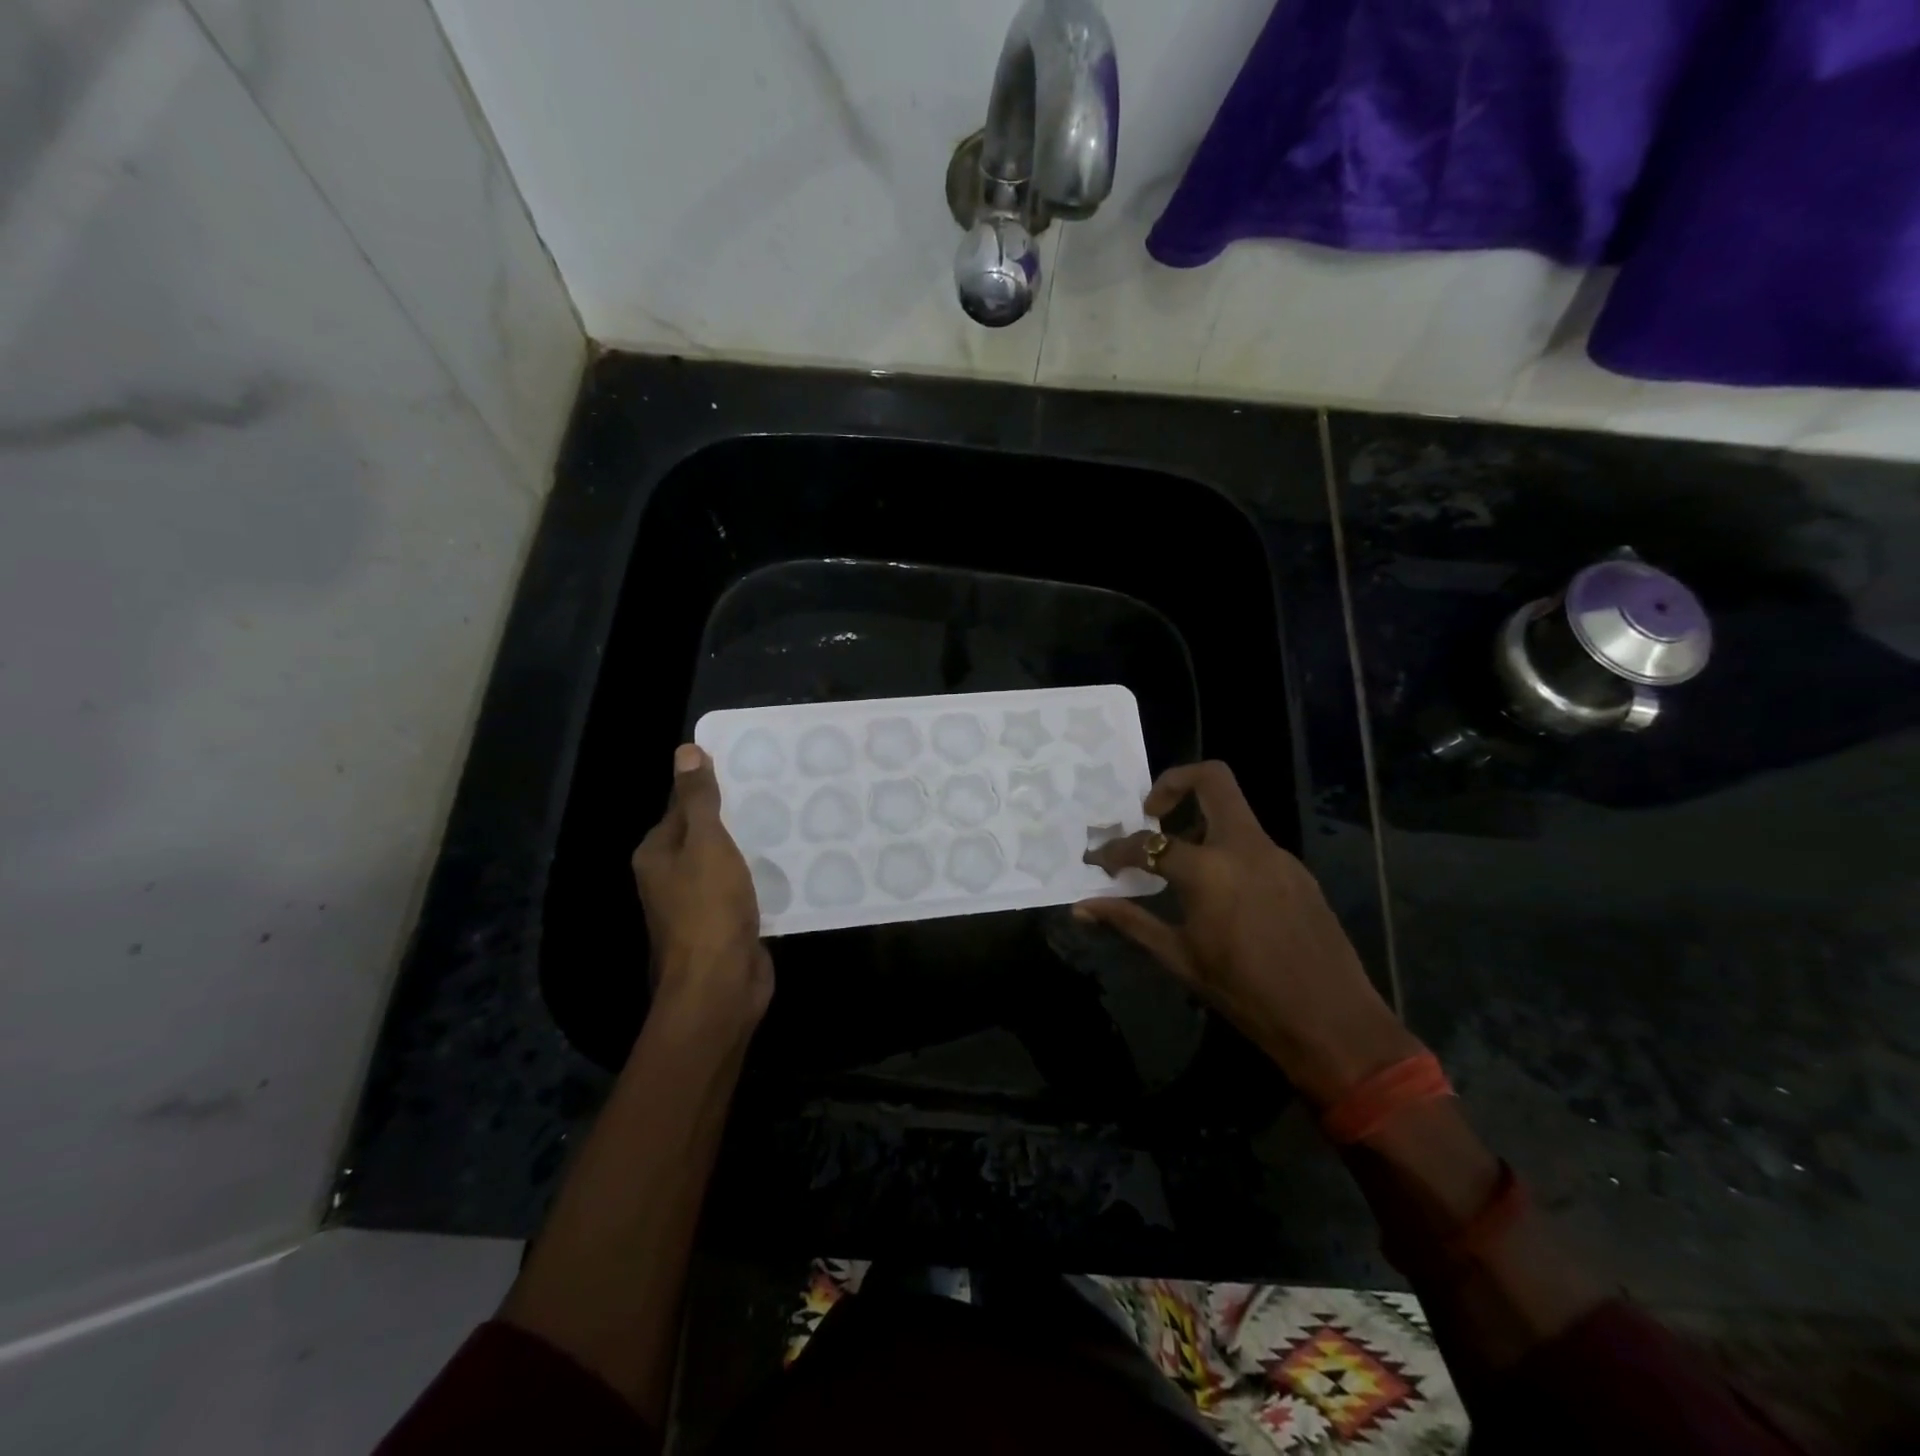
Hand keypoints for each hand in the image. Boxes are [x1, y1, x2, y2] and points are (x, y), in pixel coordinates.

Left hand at [632, 744, 773, 1032]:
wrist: (719, 986)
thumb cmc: (707, 909)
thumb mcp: (705, 844)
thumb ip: (699, 800)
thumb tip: (685, 751)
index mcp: (658, 854)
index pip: (682, 805)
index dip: (711, 784)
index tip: (749, 766)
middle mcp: (672, 876)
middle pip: (705, 833)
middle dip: (737, 814)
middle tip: (779, 788)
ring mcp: (700, 902)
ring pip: (728, 861)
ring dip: (752, 845)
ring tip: (791, 817)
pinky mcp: (726, 923)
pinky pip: (745, 887)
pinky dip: (762, 874)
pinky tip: (791, 860)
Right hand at [1078, 761, 1418, 1105]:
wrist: (1333, 1023)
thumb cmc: (1246, 994)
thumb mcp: (1179, 958)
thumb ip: (1129, 922)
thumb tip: (1081, 908)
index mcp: (1209, 870)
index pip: (1148, 843)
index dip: (1115, 851)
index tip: (1099, 862)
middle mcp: (1245, 847)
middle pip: (1212, 779)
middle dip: (1173, 783)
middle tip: (1151, 813)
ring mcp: (1278, 856)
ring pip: (1234, 812)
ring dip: (1200, 821)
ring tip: (1178, 861)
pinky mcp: (1297, 872)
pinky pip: (1252, 844)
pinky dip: (1225, 851)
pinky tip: (1219, 893)